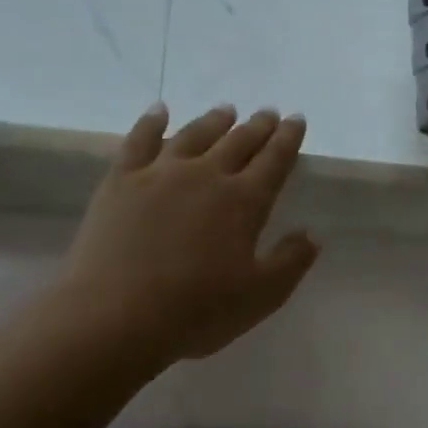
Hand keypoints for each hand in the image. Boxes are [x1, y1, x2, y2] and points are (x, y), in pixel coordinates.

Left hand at [54, 105, 319, 366]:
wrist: (115, 317)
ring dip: (214, 121)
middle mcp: (206, 176)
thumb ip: (291, 261)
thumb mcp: (262, 295)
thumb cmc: (197, 311)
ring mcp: (160, 174)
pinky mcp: (121, 181)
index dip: (288, 138)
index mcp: (244, 201)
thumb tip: (311, 234)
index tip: (296, 120)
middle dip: (258, 126)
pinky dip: (151, 122)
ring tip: (227, 111)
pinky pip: (139, 141)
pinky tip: (159, 111)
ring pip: (194, 134)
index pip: (274, 160)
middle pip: (238, 141)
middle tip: (268, 113)